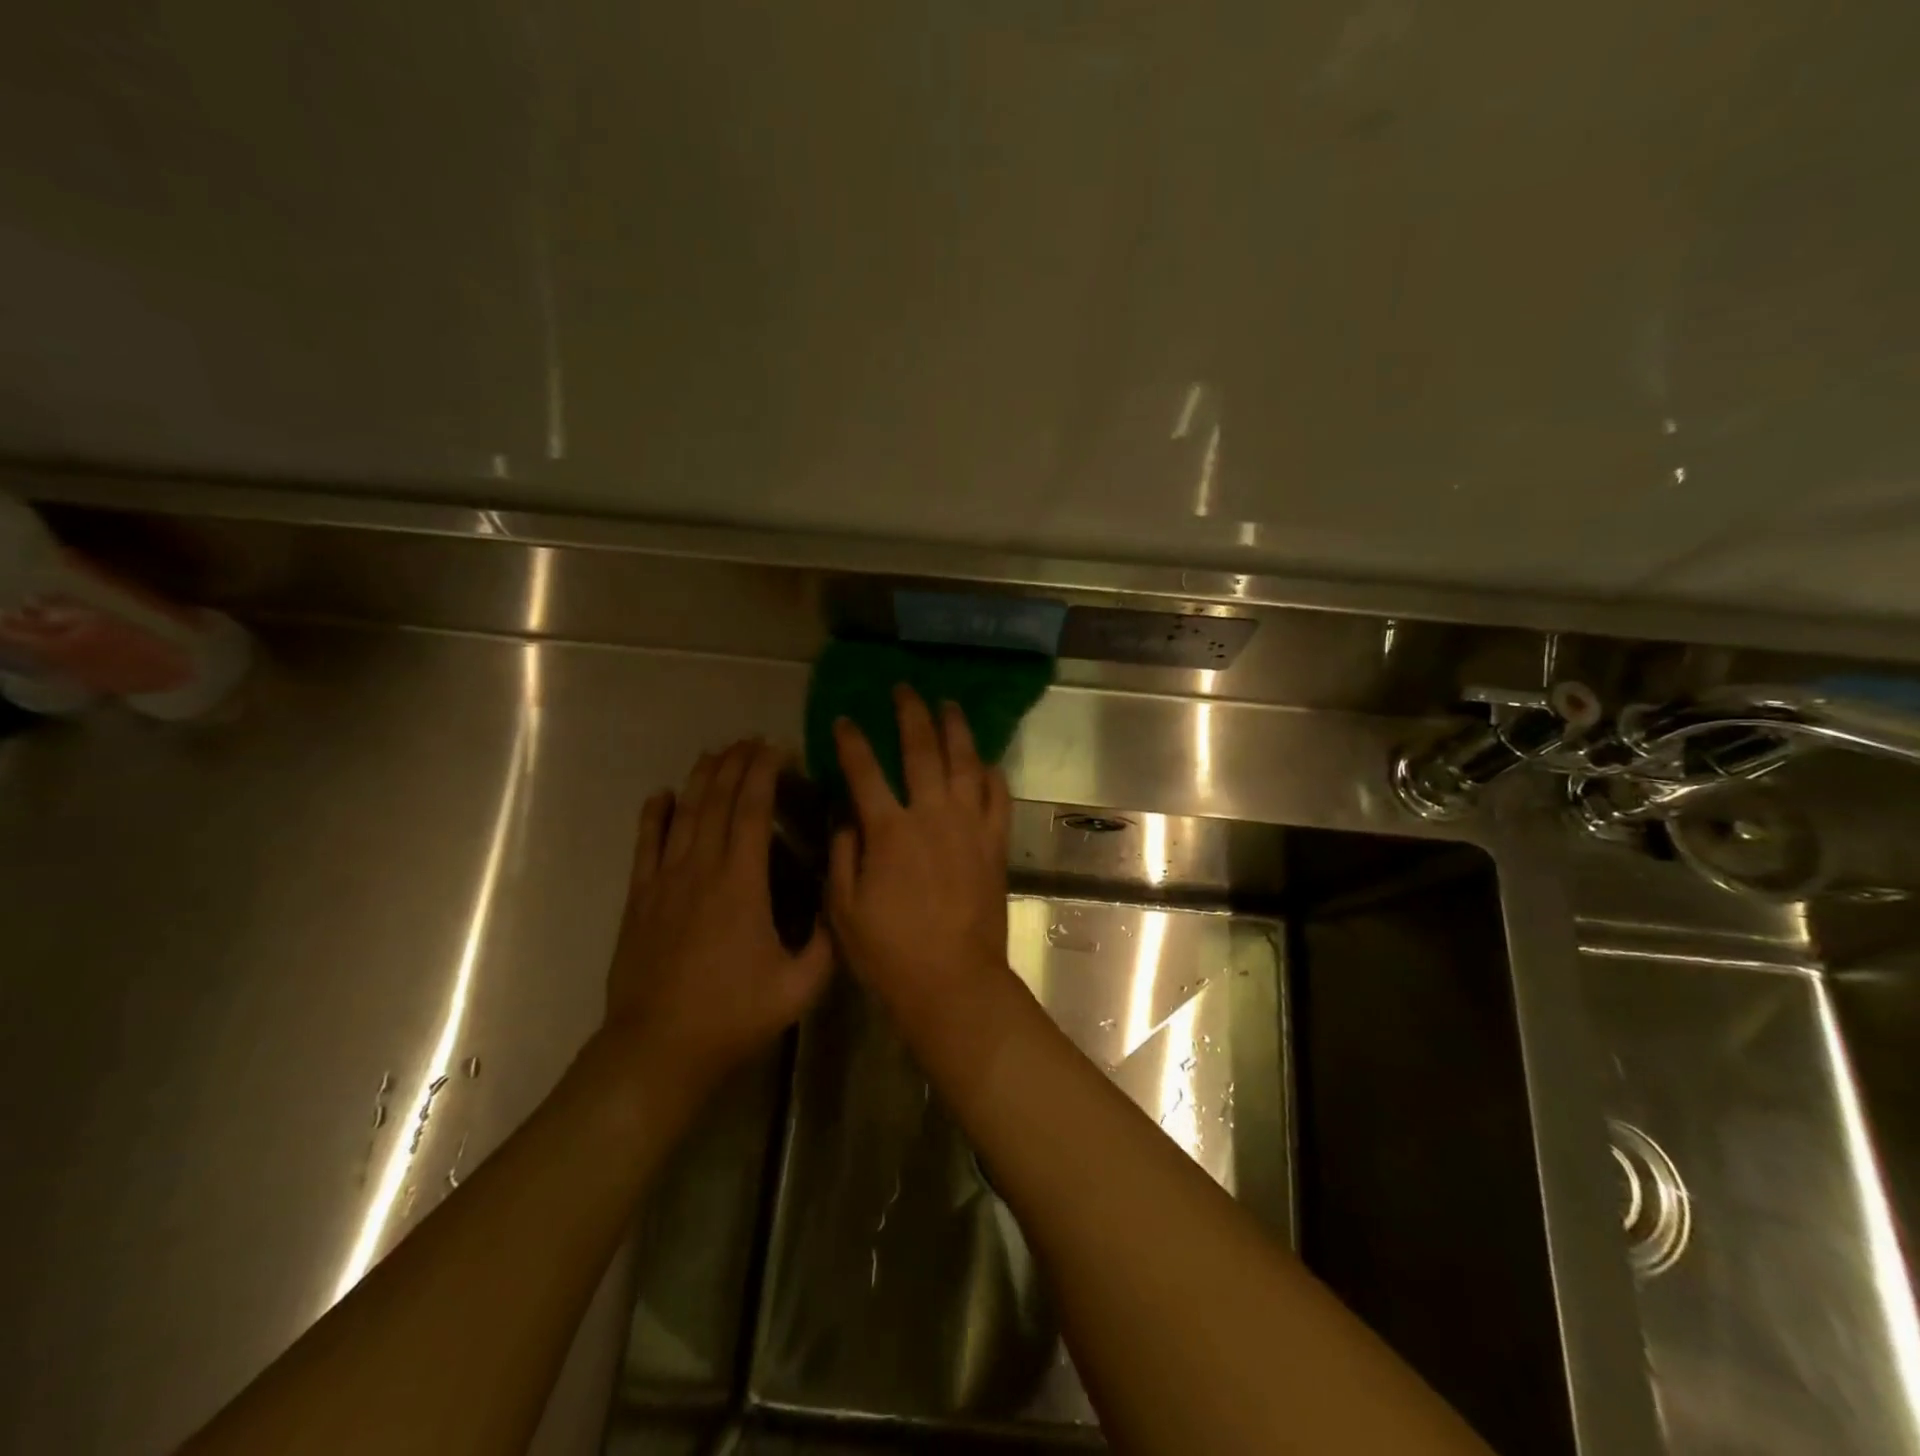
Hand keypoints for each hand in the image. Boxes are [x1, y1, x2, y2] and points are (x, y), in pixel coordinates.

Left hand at [606, 740, 833, 1094]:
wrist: (658, 1048)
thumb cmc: (734, 1014)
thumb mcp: (800, 985)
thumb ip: (826, 941)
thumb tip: (838, 902)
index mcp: (742, 883)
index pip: (753, 810)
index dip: (764, 773)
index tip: (777, 749)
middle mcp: (702, 869)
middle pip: (718, 801)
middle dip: (736, 764)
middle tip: (751, 741)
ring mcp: (665, 881)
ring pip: (684, 814)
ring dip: (701, 779)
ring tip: (716, 752)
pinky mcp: (639, 898)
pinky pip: (646, 845)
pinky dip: (654, 815)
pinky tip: (662, 794)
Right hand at [828, 686, 1012, 1017]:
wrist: (953, 981)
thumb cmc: (890, 952)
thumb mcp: (844, 909)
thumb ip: (843, 854)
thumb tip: (847, 815)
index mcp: (889, 831)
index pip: (864, 771)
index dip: (851, 741)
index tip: (844, 720)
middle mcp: (932, 816)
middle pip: (922, 751)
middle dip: (910, 715)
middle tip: (904, 689)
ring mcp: (969, 827)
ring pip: (965, 763)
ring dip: (956, 730)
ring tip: (949, 705)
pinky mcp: (994, 844)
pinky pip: (998, 797)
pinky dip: (992, 774)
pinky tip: (985, 761)